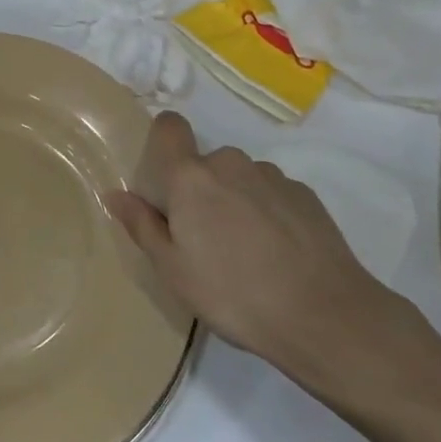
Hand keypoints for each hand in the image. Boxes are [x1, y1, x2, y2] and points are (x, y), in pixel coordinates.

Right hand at [105, 111, 433, 412]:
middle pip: (205, 164)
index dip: (163, 140)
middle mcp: (231, 164)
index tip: (164, 177)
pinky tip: (278, 255)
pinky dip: (268, 214)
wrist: (324, 315)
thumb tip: (116, 194)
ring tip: (247, 254)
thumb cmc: (233, 294)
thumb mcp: (173, 270)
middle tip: (205, 240)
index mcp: (191, 178)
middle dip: (201, 191)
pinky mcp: (305, 194)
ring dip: (236, 202)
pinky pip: (272, 194)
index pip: (170, 127)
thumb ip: (142, 226)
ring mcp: (273, 176)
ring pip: (240, 180)